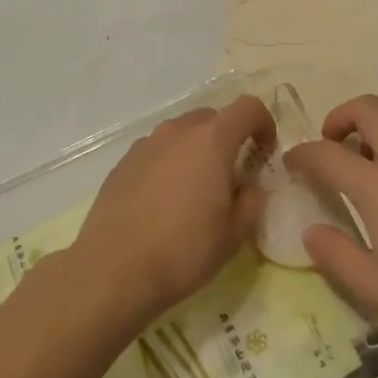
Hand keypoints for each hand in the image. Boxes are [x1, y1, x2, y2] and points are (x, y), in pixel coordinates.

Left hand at [71, 95, 275, 328]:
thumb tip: (249, 184)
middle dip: (228, 139)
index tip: (265, 153)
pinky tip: (163, 202)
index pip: (248, 108)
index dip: (264, 123)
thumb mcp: (234, 234)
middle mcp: (179, 130)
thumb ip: (252, 200)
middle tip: (230, 178)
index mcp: (213, 139)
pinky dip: (169, 164)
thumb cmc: (183, 250)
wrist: (112, 269)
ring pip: (182, 134)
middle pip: (213, 118)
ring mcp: (148, 143)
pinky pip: (158, 151)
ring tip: (194, 193)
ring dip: (196, 151)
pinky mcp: (124, 161)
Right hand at [285, 96, 377, 343]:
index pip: (327, 153)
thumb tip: (310, 231)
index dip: (303, 153)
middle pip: (366, 108)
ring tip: (368, 158)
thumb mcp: (375, 285)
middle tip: (332, 144)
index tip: (293, 161)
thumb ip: (335, 255)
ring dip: (372, 124)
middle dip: (340, 116)